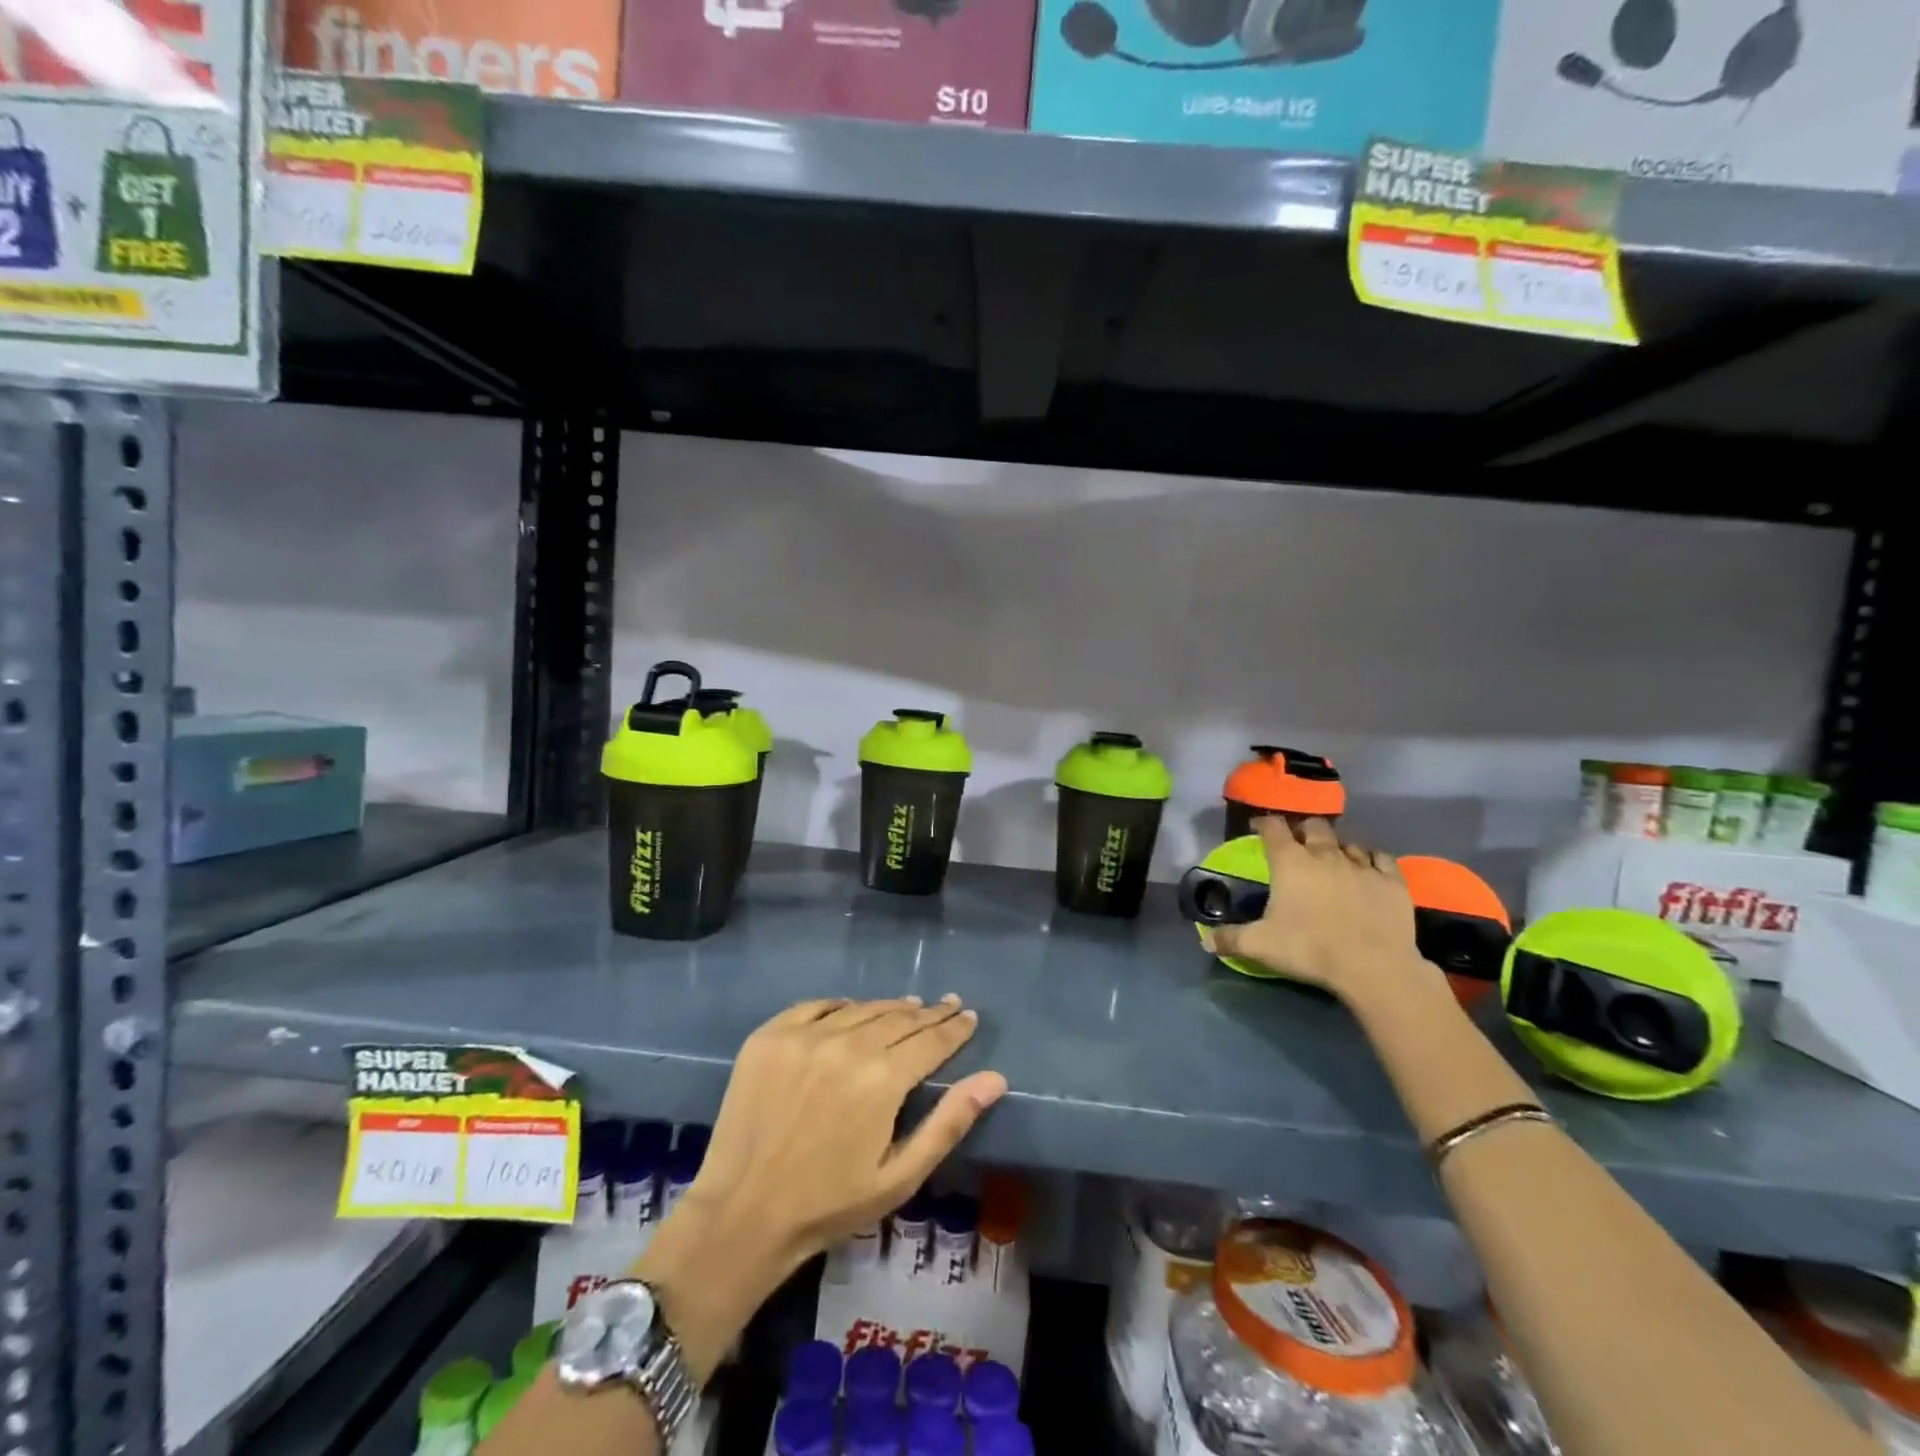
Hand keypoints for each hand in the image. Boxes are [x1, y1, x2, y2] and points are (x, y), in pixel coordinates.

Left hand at [633, 996, 1005, 1381]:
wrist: (741, 1214)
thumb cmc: (829, 1204)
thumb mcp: (899, 1176)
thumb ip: (949, 1122)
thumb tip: (995, 1078)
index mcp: (883, 1079)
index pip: (932, 1040)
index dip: (955, 1027)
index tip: (969, 1015)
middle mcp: (848, 1044)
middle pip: (900, 1018)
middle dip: (928, 1013)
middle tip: (947, 1003)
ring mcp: (805, 1035)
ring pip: (862, 1008)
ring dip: (890, 1007)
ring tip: (909, 1006)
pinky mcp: (771, 1035)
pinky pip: (817, 1006)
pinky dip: (842, 1006)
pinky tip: (852, 1009)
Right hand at [1202, 816, 1432, 1004]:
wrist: (1374, 966)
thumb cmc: (1310, 948)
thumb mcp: (1260, 945)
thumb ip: (1230, 939)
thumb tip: (1205, 941)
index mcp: (1290, 862)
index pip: (1273, 827)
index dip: (1264, 823)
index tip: (1258, 829)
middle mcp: (1325, 854)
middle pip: (1313, 826)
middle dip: (1303, 830)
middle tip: (1297, 844)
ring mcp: (1362, 865)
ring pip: (1347, 842)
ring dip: (1336, 846)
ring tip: (1332, 859)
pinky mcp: (1392, 880)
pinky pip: (1381, 858)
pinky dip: (1372, 859)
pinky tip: (1369, 868)